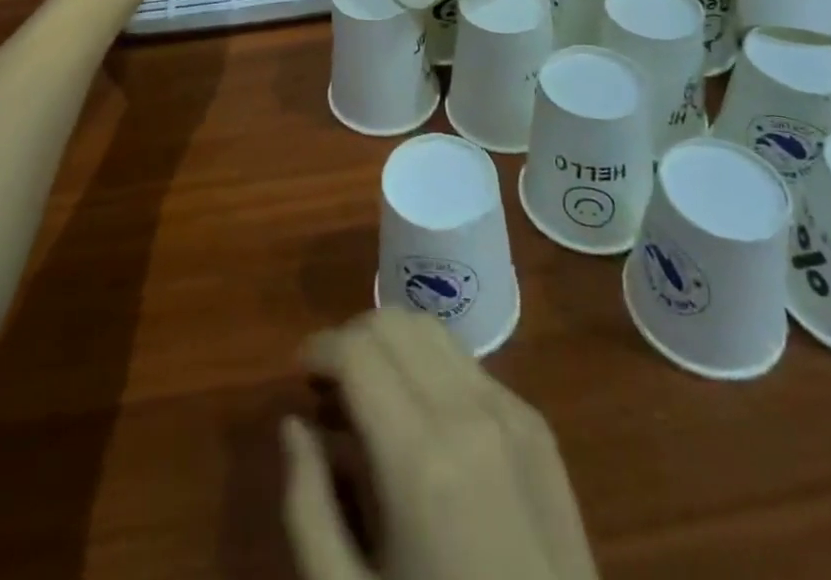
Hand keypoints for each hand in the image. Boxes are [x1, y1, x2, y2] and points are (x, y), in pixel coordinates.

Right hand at [281, 309, 599, 579]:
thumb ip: (308, 506)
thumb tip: (293, 424)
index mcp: (419, 458)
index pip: (357, 349)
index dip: (318, 349)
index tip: (299, 375)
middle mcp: (468, 412)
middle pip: (395, 323)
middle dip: (351, 339)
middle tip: (330, 388)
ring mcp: (511, 411)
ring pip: (433, 330)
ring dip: (392, 346)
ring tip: (372, 396)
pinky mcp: (537, 424)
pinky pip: (468, 365)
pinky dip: (430, 369)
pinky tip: (422, 421)